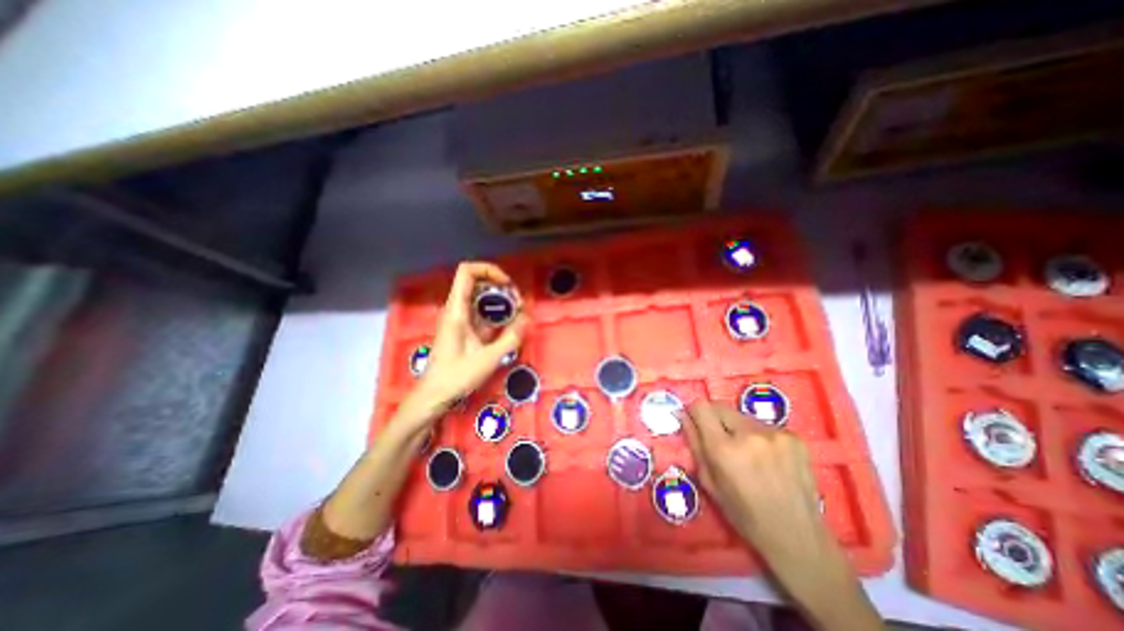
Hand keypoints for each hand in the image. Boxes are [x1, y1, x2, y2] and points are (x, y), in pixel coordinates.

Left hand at [401, 260, 530, 428]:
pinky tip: (509, 325)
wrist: (433, 396)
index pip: (467, 272)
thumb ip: (510, 338)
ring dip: (499, 301)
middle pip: (476, 282)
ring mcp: (458, 319)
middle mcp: (455, 309)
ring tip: (517, 313)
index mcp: (456, 310)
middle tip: (517, 302)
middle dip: (499, 287)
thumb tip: (527, 319)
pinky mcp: (462, 329)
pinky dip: (495, 314)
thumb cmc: (456, 377)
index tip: (507, 284)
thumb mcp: (488, 359)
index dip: (488, 270)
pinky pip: (479, 313)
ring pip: (479, 298)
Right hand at [681, 401, 882, 628]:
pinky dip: (760, 436)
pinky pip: (764, 426)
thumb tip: (682, 415)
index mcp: (724, 449)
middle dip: (715, 419)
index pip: (701, 407)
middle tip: (721, 440)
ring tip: (748, 453)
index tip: (696, 422)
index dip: (695, 412)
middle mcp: (749, 434)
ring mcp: (775, 434)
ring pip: (742, 416)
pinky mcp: (795, 437)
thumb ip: (694, 444)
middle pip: (720, 406)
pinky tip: (769, 459)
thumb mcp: (709, 482)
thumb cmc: (744, 514)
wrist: (798, 536)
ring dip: (738, 428)